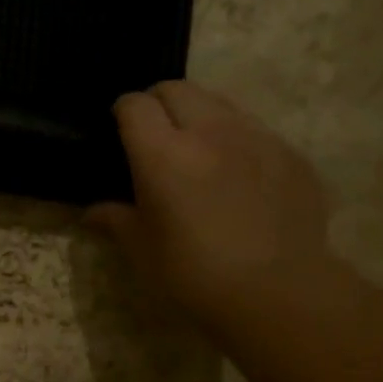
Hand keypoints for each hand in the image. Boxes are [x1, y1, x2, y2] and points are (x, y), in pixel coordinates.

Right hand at [90, 81, 339, 324]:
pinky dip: (238, 142)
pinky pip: (256, 132)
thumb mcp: (142, 250)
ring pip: (220, 103)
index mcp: (163, 153)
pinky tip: (239, 180)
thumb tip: (92, 212)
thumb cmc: (192, 274)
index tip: (119, 130)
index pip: (135, 105)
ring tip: (198, 153)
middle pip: (178, 89)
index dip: (123, 112)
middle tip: (155, 136)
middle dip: (159, 103)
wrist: (275, 292)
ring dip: (201, 117)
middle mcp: (210, 131)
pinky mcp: (290, 154)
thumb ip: (115, 220)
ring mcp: (256, 137)